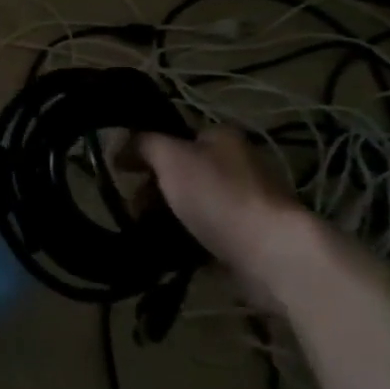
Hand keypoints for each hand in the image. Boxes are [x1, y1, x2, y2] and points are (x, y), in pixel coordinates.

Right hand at [136, 127, 307, 290]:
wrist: (269, 252)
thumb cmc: (217, 195)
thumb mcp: (170, 157)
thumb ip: (142, 143)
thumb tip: (119, 142)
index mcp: (222, 137)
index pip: (174, 137)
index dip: (145, 152)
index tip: (123, 173)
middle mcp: (236, 164)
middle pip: (180, 171)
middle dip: (152, 189)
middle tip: (133, 207)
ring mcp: (243, 201)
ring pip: (190, 203)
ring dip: (166, 215)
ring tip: (147, 231)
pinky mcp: (246, 235)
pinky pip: (204, 231)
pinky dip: (185, 237)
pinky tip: (168, 247)